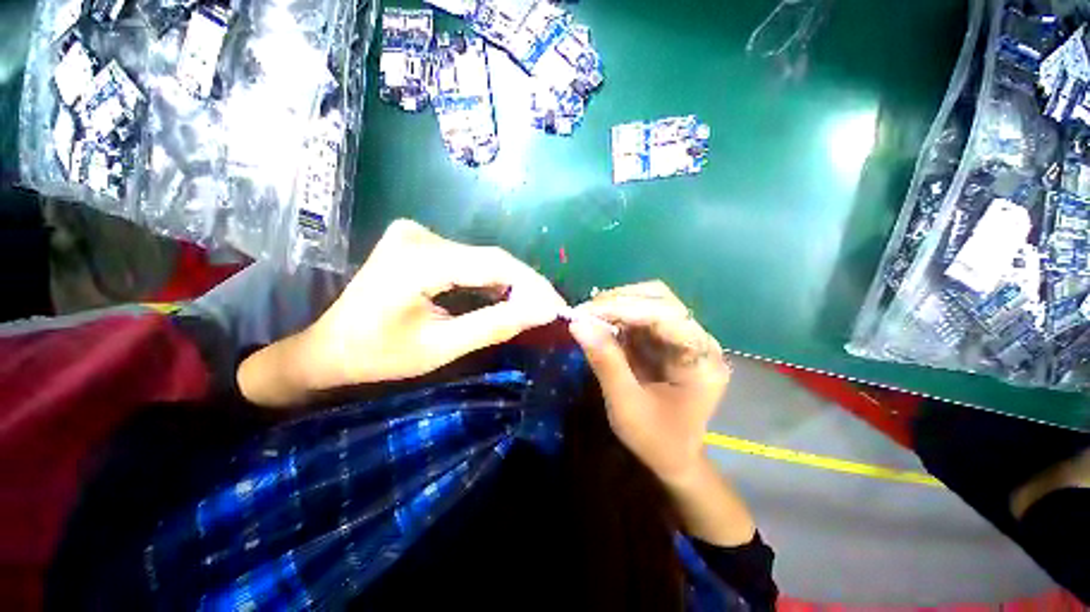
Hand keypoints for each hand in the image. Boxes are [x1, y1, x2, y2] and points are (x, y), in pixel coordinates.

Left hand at [302, 219, 567, 388]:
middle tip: (549, 311)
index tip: (558, 306)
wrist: (328, 348)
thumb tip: (543, 311)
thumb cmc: (377, 355)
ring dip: (510, 284)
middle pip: (491, 259)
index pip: (494, 263)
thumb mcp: (441, 347)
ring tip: (534, 307)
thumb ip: (494, 325)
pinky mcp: (421, 243)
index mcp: (419, 259)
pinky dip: (491, 281)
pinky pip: (469, 261)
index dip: (533, 284)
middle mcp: (420, 235)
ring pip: (483, 259)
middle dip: (525, 286)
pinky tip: (506, 298)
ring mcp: (418, 235)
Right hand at [568, 281, 730, 484]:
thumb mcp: (626, 404)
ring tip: (589, 317)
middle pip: (661, 299)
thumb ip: (605, 361)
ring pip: (651, 301)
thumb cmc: (655, 439)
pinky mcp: (670, 340)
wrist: (675, 458)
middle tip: (585, 313)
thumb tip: (577, 324)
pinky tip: (601, 324)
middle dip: (620, 301)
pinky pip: (643, 315)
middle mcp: (699, 340)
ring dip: (618, 305)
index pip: (665, 314)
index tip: (586, 313)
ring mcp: (686, 337)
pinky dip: (619, 316)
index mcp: (701, 359)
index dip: (624, 307)